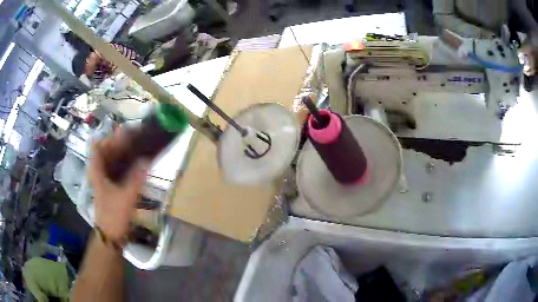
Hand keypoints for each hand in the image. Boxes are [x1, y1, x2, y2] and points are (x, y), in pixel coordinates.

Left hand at [88, 129, 148, 242]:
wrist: (111, 235)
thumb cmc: (114, 216)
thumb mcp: (125, 198)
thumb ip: (136, 179)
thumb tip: (147, 159)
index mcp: (97, 170)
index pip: (100, 144)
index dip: (112, 136)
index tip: (129, 133)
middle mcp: (100, 170)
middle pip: (108, 149)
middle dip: (123, 141)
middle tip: (141, 138)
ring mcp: (106, 177)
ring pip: (114, 157)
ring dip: (127, 151)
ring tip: (143, 147)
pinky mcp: (113, 184)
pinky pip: (119, 167)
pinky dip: (128, 162)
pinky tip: (140, 162)